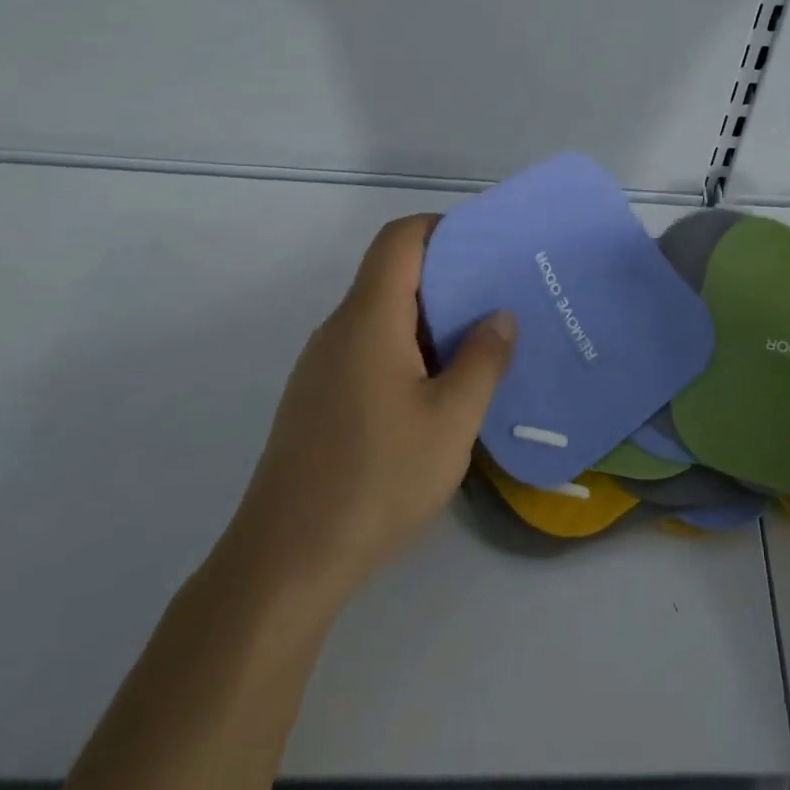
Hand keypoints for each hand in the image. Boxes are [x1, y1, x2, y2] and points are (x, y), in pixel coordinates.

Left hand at [221, 215, 516, 602]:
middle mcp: (338, 330)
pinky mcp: (317, 399)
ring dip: (430, 321)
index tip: (488, 247)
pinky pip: (368, 351)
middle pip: (391, 275)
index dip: (443, 228)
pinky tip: (439, 392)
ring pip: (382, 317)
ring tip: (480, 345)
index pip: (399, 240)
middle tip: (501, 300)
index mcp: (369, 320)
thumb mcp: (452, 420)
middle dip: (448, 278)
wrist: (287, 560)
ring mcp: (322, 366)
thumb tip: (500, 315)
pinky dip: (408, 352)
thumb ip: (482, 359)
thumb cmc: (378, 480)